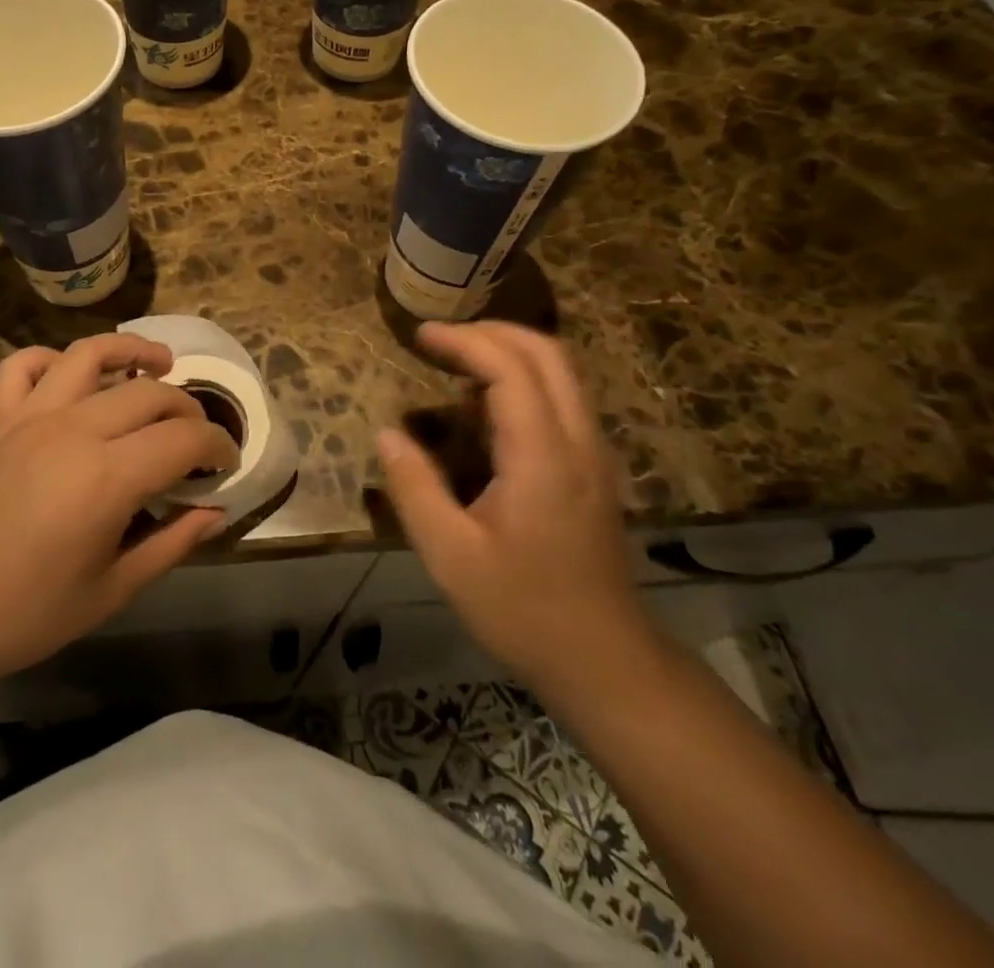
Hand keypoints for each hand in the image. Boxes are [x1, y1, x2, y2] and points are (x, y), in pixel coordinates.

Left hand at [0, 334, 237, 698]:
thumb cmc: (24, 615)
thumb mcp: (111, 590)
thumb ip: (171, 543)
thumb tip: (215, 512)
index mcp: (108, 476)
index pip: (184, 438)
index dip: (217, 445)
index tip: (227, 462)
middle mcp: (73, 429)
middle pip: (149, 392)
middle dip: (187, 407)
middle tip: (198, 436)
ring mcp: (29, 416)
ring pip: (90, 355)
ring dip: (132, 351)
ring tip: (158, 364)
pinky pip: (24, 365)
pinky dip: (54, 360)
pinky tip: (72, 378)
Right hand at [377, 322, 655, 696]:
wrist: (606, 660)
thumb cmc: (524, 609)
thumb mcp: (451, 556)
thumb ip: (415, 488)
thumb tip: (387, 434)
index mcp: (542, 456)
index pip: (509, 368)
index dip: (463, 341)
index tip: (419, 336)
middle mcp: (578, 440)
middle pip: (546, 352)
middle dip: (490, 332)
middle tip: (439, 340)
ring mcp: (594, 453)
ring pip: (560, 371)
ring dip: (509, 352)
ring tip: (456, 365)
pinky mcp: (594, 468)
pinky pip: (562, 398)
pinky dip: (524, 379)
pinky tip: (486, 409)